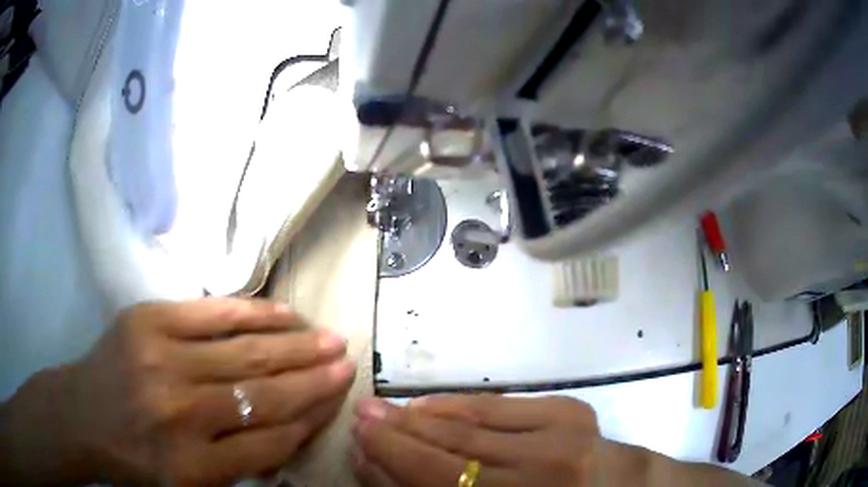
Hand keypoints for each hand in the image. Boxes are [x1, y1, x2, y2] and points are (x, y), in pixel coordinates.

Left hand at [3, 298, 354, 485]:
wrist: (81, 414)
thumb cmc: (138, 459)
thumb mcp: (191, 484)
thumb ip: (243, 465)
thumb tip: (293, 433)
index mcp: (194, 467)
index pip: (272, 442)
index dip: (311, 420)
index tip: (337, 401)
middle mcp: (181, 415)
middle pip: (264, 395)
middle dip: (314, 381)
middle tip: (347, 363)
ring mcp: (160, 360)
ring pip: (245, 353)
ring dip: (295, 347)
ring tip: (329, 338)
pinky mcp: (147, 320)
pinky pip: (213, 314)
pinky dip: (255, 313)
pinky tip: (285, 313)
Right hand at [351, 395, 642, 486]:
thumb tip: (375, 466)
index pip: (438, 484)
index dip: (391, 465)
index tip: (357, 446)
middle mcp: (541, 476)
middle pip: (450, 453)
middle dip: (397, 436)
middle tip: (360, 418)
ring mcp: (560, 438)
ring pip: (470, 424)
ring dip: (419, 417)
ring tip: (382, 409)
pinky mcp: (569, 410)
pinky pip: (497, 404)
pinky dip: (456, 404)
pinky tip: (426, 404)